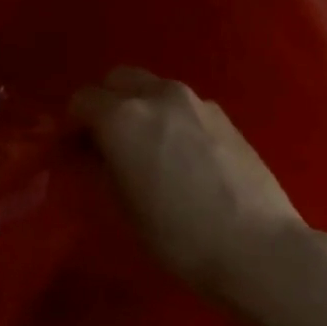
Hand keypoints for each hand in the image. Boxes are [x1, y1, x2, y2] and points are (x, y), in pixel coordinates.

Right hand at [71, 67, 312, 297]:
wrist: (254, 245)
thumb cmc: (176, 235)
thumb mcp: (122, 207)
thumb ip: (101, 168)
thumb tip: (94, 154)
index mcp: (124, 117)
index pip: (82, 100)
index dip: (72, 126)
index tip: (73, 152)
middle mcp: (159, 96)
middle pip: (119, 80)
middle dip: (105, 104)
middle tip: (105, 144)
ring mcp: (197, 103)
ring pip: (154, 90)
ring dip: (140, 110)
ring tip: (144, 152)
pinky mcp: (225, 117)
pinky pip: (183, 107)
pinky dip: (169, 120)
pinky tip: (180, 158)